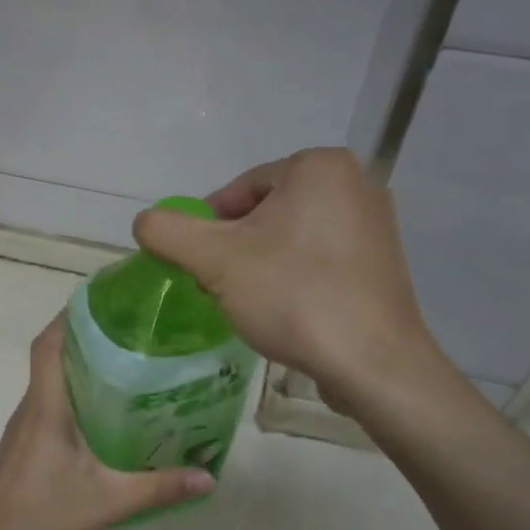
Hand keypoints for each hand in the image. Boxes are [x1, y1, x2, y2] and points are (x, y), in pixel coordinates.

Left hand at [0, 320, 213, 529]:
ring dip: (85, 371)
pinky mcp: (26, 451)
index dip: (71, 316)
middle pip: (54, 358)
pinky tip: (110, 419)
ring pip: (53, 386)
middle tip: (136, 335)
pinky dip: (78, 401)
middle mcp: (31, 410)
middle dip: (89, 340)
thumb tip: (209, 476)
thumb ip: (159, 487)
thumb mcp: (108, 503)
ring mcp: (24, 431)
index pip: (49, 345)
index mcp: (45, 409)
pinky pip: (52, 410)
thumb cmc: (42, 521)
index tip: (107, 302)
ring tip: (131, 370)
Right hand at [133, 147, 433, 399]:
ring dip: (264, 264)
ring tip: (253, 303)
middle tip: (221, 286)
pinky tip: (288, 311)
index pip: (241, 189)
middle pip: (268, 212)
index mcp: (319, 167)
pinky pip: (322, 260)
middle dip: (237, 247)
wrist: (371, 362)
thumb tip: (145, 222)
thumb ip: (168, 232)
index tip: (198, 265)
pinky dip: (297, 278)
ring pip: (294, 237)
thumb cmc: (293, 296)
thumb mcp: (214, 261)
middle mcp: (357, 183)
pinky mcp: (384, 264)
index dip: (209, 227)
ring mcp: (376, 225)